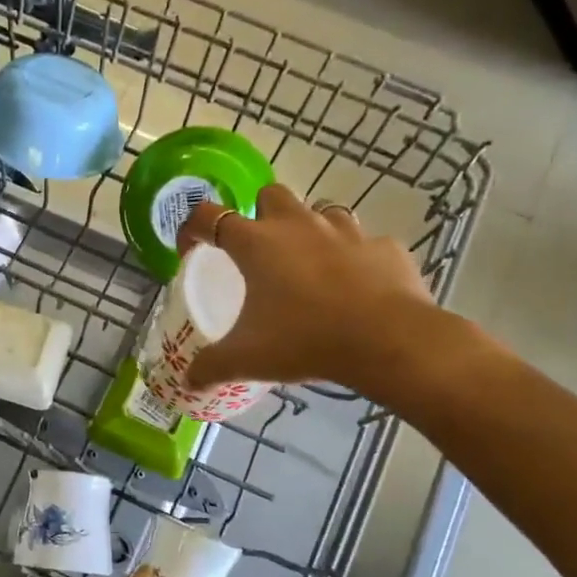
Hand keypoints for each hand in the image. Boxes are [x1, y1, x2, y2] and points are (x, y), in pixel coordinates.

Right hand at [176, 185, 448, 400]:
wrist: (387, 340)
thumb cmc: (304, 340)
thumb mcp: (247, 358)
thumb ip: (212, 367)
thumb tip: (189, 381)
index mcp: (256, 244)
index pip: (210, 216)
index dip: (193, 227)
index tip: (191, 248)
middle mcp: (298, 225)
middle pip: (271, 195)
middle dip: (260, 214)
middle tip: (259, 251)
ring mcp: (346, 231)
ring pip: (321, 212)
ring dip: (310, 231)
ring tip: (309, 266)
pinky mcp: (384, 247)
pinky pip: (364, 244)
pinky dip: (355, 259)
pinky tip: (355, 288)